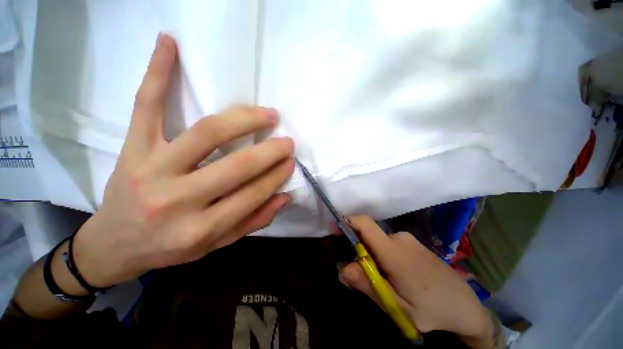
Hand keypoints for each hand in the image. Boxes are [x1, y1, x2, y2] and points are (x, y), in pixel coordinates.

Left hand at [70, 33, 294, 288]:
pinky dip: (158, 71)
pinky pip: (146, 105)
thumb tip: (285, 196)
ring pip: (205, 133)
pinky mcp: (132, 147)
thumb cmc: (171, 248)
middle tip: (287, 140)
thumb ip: (253, 221)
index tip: (290, 162)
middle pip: (235, 166)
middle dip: (269, 151)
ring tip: (266, 113)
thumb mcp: (216, 244)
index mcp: (200, 228)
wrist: (115, 244)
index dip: (276, 176)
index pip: (252, 195)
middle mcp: (176, 200)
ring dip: (242, 119)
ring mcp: (150, 168)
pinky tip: (169, 43)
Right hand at [341, 216, 501, 348]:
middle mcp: (399, 238)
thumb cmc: (431, 309)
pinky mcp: (412, 243)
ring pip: (378, 242)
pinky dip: (382, 256)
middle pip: (368, 236)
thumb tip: (342, 267)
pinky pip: (389, 244)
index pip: (364, 223)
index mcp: (393, 251)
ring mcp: (407, 239)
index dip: (347, 222)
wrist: (466, 306)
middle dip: (358, 252)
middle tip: (361, 277)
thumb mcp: (396, 306)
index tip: (334, 231)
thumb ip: (368, 285)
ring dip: (372, 257)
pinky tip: (394, 277)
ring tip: (382, 283)